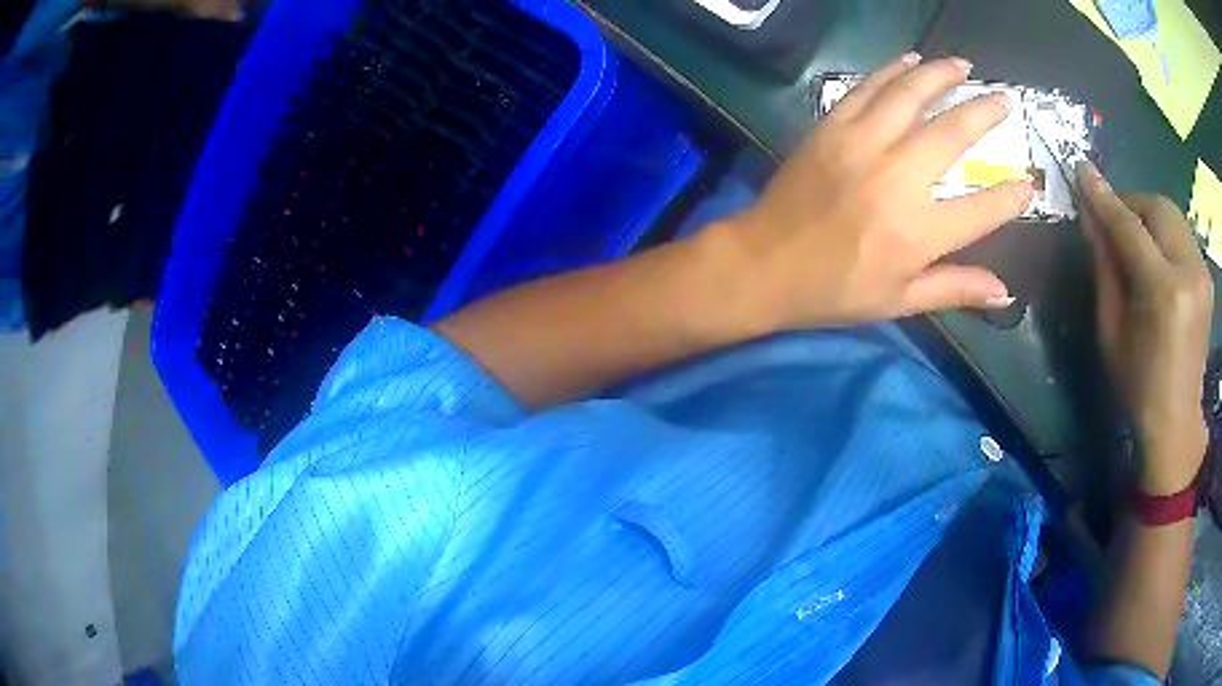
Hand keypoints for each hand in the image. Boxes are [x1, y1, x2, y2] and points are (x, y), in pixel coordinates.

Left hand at [721, 54, 1033, 327]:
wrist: (764, 264)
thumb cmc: (834, 291)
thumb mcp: (900, 301)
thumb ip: (955, 289)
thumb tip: (1005, 292)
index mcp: (918, 232)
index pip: (983, 209)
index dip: (1011, 197)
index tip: (1029, 183)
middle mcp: (897, 179)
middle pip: (952, 133)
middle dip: (984, 112)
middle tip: (1004, 99)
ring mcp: (861, 145)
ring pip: (910, 95)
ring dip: (940, 75)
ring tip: (963, 65)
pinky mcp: (831, 128)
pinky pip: (867, 89)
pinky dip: (892, 72)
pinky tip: (910, 61)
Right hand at [1079, 162, 1213, 494]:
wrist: (1177, 419)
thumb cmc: (1138, 385)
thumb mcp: (1111, 330)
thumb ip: (1104, 267)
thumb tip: (1090, 217)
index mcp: (1164, 293)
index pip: (1129, 226)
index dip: (1103, 197)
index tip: (1081, 169)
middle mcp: (1189, 272)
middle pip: (1156, 207)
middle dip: (1130, 204)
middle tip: (1112, 220)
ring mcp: (1202, 272)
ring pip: (1170, 213)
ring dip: (1147, 215)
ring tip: (1134, 237)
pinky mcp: (1206, 275)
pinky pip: (1181, 232)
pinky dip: (1163, 231)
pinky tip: (1156, 253)